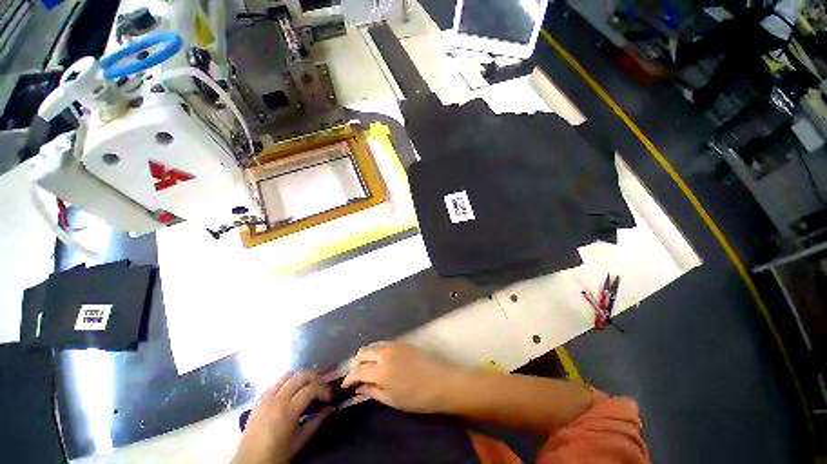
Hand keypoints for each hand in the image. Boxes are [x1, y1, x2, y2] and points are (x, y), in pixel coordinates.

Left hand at [233, 371, 332, 463]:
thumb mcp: (300, 441)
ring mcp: (265, 398)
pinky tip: (291, 393)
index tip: (330, 396)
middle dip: (314, 378)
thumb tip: (333, 408)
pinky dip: (287, 383)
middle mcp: (276, 400)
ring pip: (287, 375)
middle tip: (321, 387)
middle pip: (299, 376)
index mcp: (287, 412)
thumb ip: (317, 422)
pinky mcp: (258, 400)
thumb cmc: (277, 455)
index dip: (323, 389)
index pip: (310, 389)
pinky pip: (275, 383)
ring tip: (307, 386)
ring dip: (300, 378)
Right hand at [341, 342, 460, 413]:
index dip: (349, 378)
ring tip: (367, 368)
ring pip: (374, 345)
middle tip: (356, 375)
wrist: (442, 382)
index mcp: (381, 371)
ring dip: (367, 355)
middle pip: (364, 352)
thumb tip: (359, 388)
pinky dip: (377, 351)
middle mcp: (386, 353)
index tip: (345, 385)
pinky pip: (384, 344)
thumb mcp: (392, 400)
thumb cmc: (418, 397)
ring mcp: (395, 345)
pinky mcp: (403, 342)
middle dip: (356, 363)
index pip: (358, 371)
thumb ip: (373, 392)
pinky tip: (380, 361)